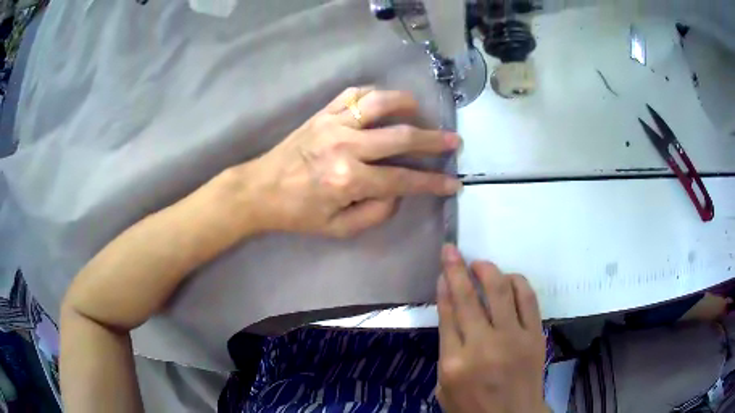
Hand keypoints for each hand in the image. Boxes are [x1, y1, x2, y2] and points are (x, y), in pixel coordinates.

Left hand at [229, 87, 461, 237]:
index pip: (403, 180)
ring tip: (421, 110)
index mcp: (348, 180)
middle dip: (432, 140)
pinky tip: (384, 101)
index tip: (453, 182)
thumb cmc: (298, 213)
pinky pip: (352, 94)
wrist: (260, 190)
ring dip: (406, 104)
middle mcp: (345, 146)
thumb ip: (376, 213)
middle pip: (400, 137)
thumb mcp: (338, 229)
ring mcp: (332, 124)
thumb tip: (398, 192)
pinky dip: (373, 93)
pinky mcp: (321, 114)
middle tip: (453, 140)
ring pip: (379, 103)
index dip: (432, 183)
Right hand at [436, 245, 548, 412]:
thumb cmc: (473, 406)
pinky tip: (509, 278)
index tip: (443, 268)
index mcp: (455, 362)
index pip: (447, 313)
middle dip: (457, 268)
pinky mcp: (535, 336)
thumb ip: (447, 349)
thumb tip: (451, 310)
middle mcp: (483, 345)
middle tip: (452, 251)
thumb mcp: (445, 385)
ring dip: (488, 270)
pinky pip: (527, 299)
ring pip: (500, 291)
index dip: (444, 286)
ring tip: (480, 264)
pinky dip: (517, 282)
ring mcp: (513, 338)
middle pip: (468, 297)